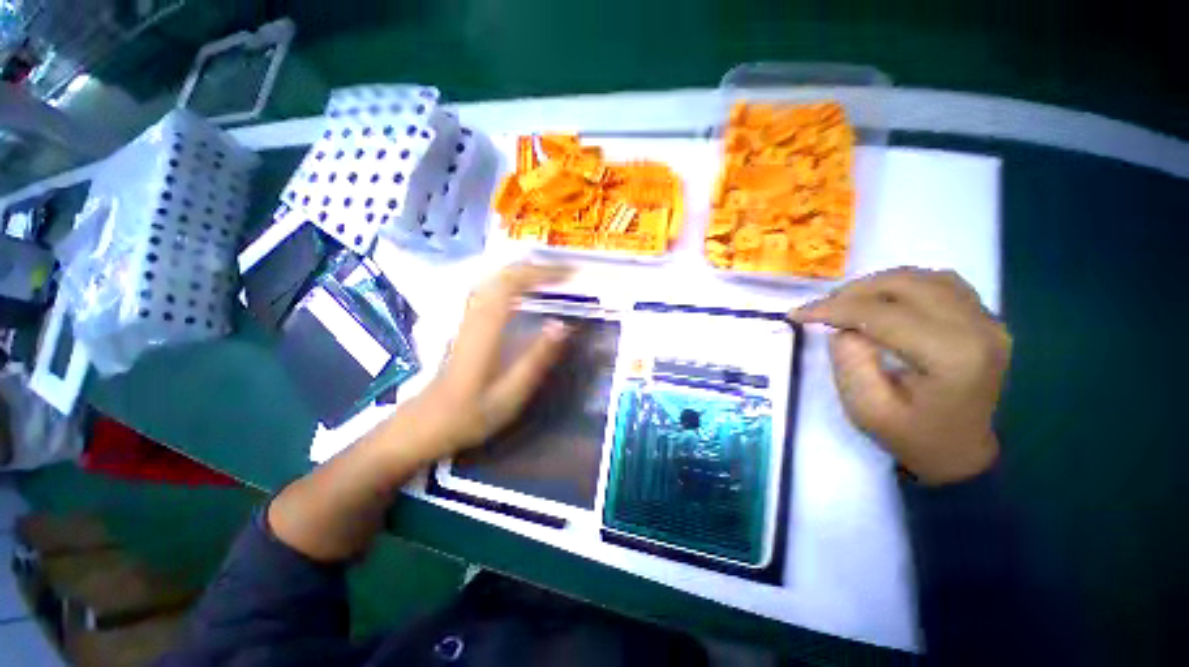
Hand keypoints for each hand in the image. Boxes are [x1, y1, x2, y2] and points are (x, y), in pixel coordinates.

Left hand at [400, 262, 571, 458]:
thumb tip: (563, 325)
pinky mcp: (465, 322)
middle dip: (536, 268)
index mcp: (486, 329)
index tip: (569, 274)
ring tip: (550, 277)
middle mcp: (474, 314)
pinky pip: (490, 289)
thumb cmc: (470, 413)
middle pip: (502, 274)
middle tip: (565, 273)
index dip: (542, 273)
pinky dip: (511, 281)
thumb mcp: (511, 393)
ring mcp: (466, 316)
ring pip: (494, 279)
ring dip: (523, 272)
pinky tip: (523, 291)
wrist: (426, 423)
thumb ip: (537, 358)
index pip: (513, 284)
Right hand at [791, 268, 1011, 484]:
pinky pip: (940, 283)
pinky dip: (903, 285)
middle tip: (820, 309)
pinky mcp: (985, 318)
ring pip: (922, 277)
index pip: (882, 314)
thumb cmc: (912, 437)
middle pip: (905, 285)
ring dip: (876, 285)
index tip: (797, 313)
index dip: (834, 308)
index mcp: (952, 356)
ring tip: (846, 304)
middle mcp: (978, 328)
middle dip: (853, 292)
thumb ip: (850, 361)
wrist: (961, 453)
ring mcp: (987, 320)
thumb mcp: (867, 409)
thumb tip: (844, 326)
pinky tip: (883, 302)